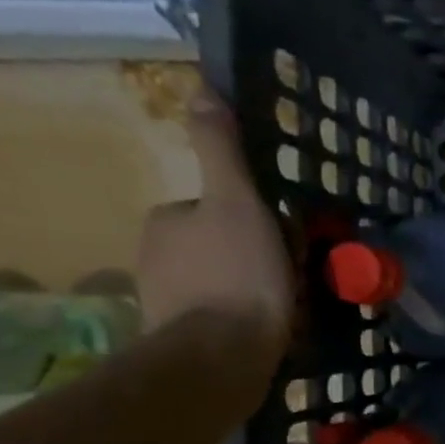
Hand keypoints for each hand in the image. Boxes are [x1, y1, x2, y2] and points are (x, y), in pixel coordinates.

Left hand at [138, 90, 292, 383]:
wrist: (222, 355)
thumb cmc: (237, 274)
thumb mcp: (238, 202)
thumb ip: (222, 150)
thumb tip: (201, 88)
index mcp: (166, 221)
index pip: (215, 209)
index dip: (252, 220)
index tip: (283, 239)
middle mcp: (154, 257)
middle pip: (217, 246)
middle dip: (250, 257)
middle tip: (290, 276)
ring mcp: (165, 302)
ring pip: (218, 284)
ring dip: (247, 291)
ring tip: (286, 309)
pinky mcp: (180, 341)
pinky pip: (218, 319)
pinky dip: (240, 322)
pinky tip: (267, 332)